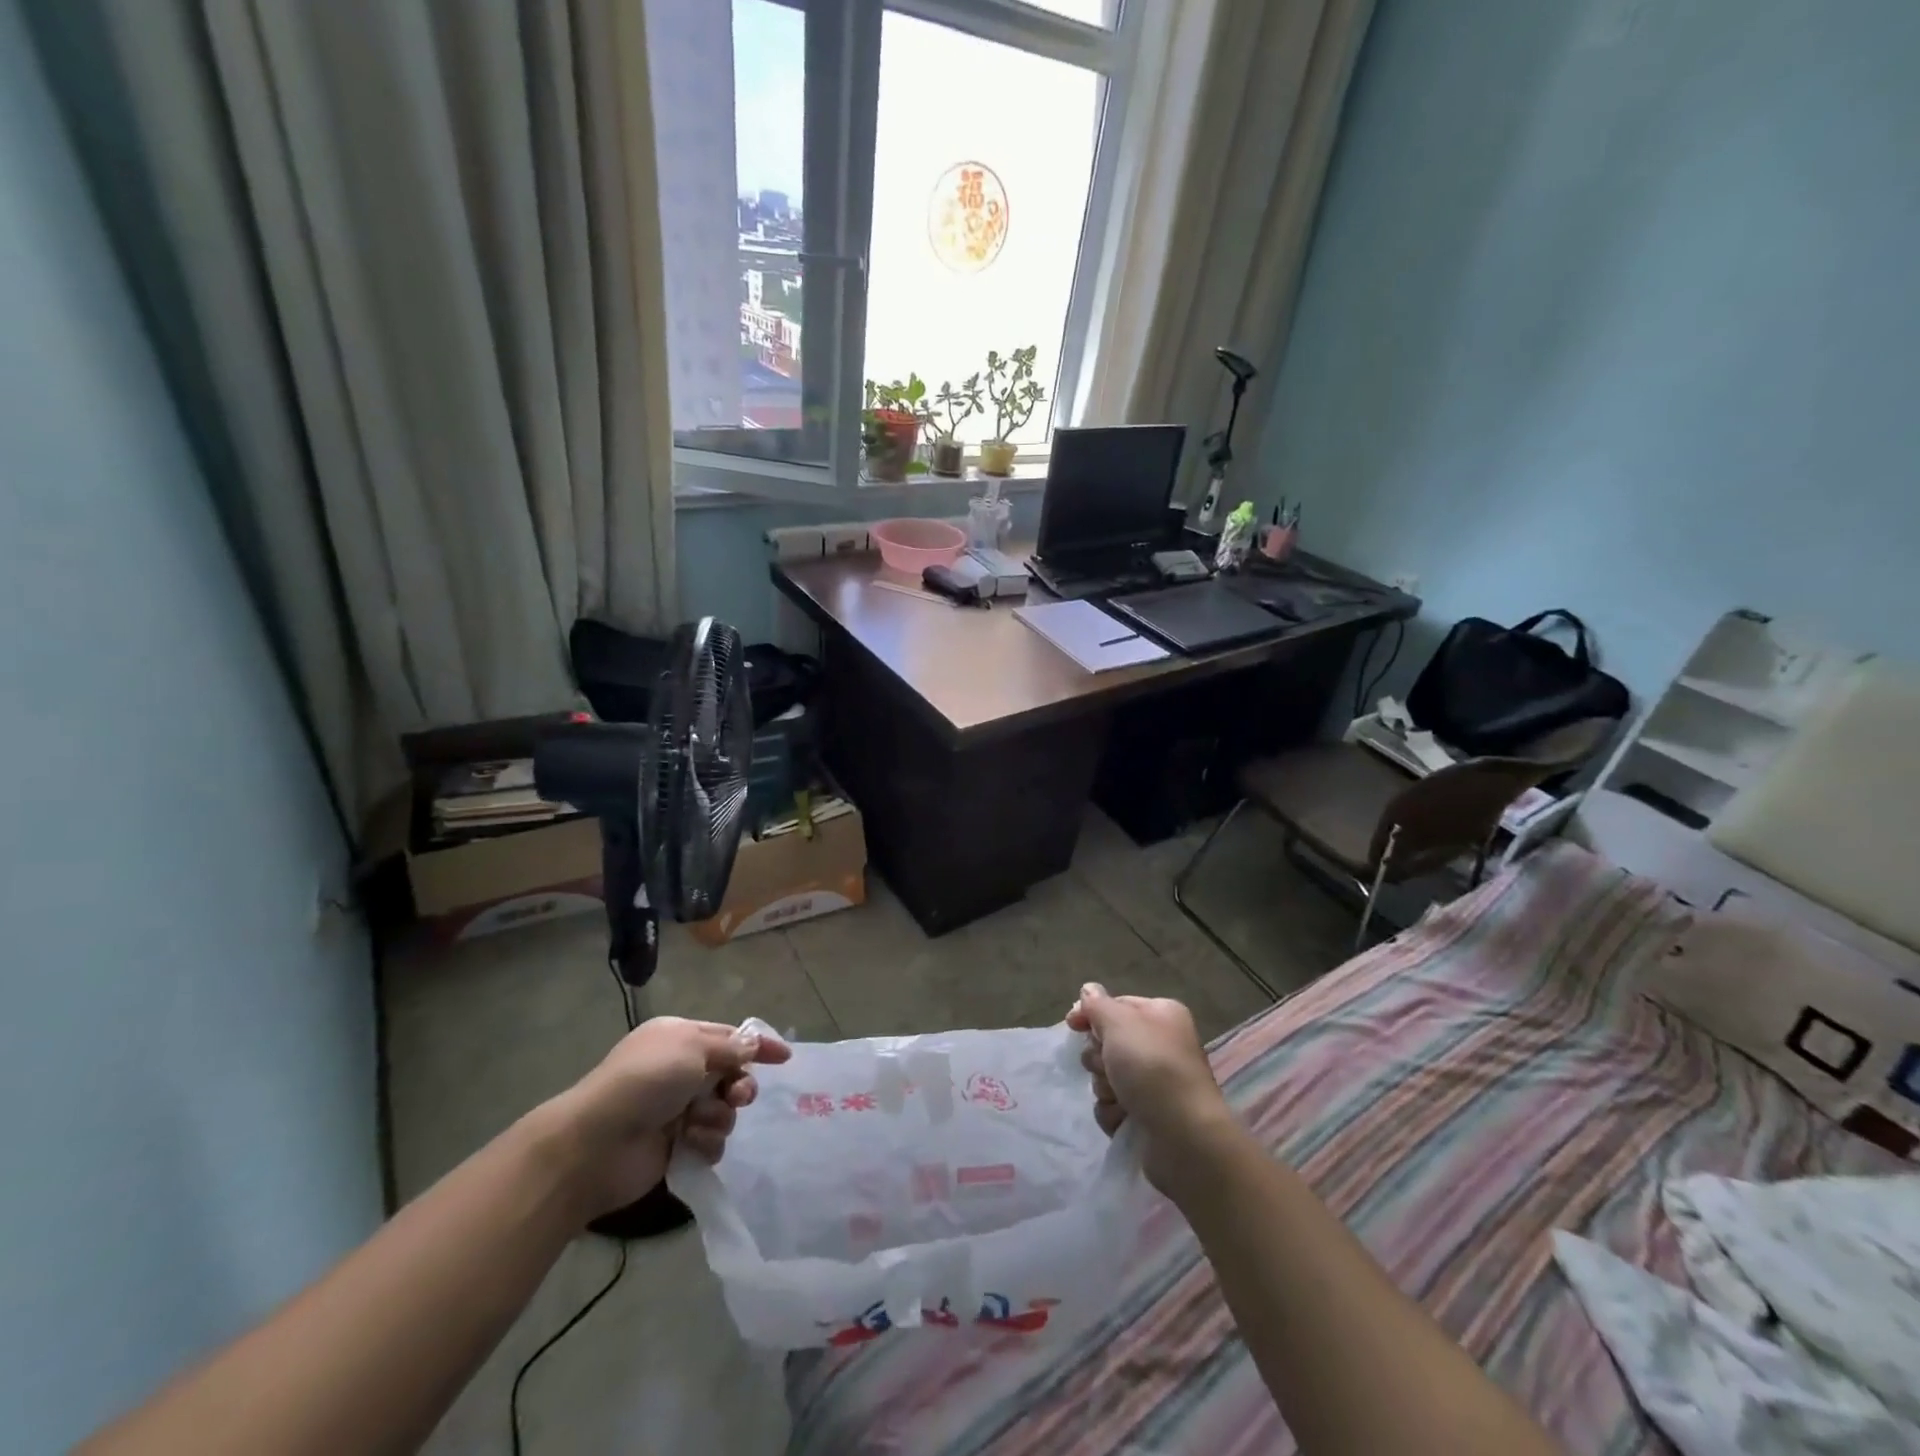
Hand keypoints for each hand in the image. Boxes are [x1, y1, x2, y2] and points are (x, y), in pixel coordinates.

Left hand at [553, 1017, 790, 1218]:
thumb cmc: (645, 1081)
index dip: (757, 1046)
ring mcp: (677, 1110)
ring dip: (718, 1116)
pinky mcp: (676, 1147)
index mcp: (679, 1039)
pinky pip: (711, 1142)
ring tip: (696, 1124)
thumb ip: (729, 1047)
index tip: (784, 1058)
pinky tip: (689, 1144)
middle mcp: (680, 1072)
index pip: (729, 1037)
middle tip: (736, 1096)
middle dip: (739, 1086)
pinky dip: (705, 1142)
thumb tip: (751, 1046)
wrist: (596, 1144)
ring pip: (724, 1111)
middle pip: (731, 1076)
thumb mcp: (692, 1047)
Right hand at [1066, 983, 1233, 1189]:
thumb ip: (1098, 1005)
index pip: (1116, 1005)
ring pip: (1108, 1075)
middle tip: (1106, 1065)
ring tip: (1119, 1096)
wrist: (1184, 1136)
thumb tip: (1088, 990)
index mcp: (1161, 1015)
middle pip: (1109, 1041)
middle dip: (1099, 1056)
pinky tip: (1124, 1117)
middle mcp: (1160, 1044)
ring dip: (1105, 1086)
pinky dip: (1114, 1111)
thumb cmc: (1152, 1067)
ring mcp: (1155, 1082)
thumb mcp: (1119, 1023)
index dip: (1091, 1013)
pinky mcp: (1148, 1114)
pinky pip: (1114, 1104)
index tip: (1072, 1024)